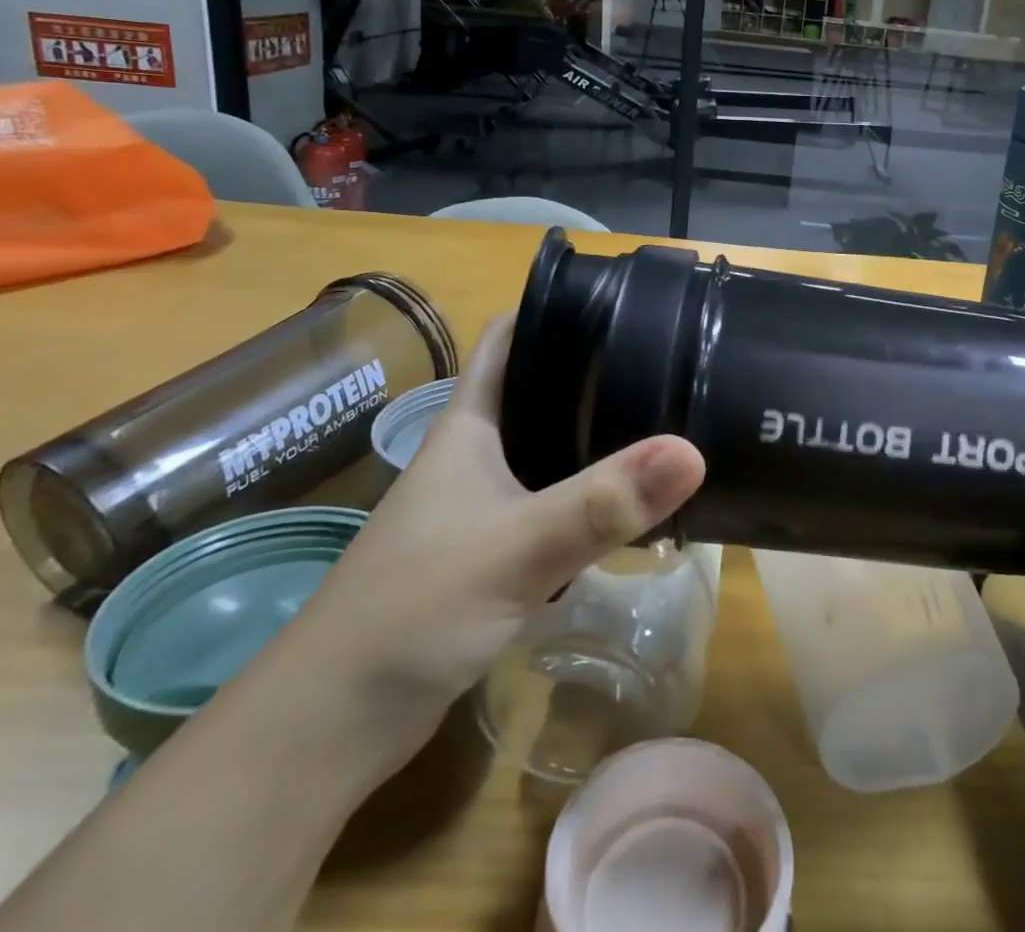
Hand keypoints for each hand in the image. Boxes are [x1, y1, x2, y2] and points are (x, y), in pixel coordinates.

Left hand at [277, 314, 705, 772]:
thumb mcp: (516, 548)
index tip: (626, 301)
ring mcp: (482, 503)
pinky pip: (553, 503)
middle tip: (670, 362)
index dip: (559, 308)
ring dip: (598, 438)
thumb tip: (692, 451)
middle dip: (597, 373)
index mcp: (470, 424)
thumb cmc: (412, 609)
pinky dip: (591, 497)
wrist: (332, 724)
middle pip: (541, 389)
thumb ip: (602, 503)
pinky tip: (633, 504)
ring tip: (667, 421)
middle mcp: (476, 453)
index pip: (511, 337)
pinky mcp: (492, 551)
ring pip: (550, 449)